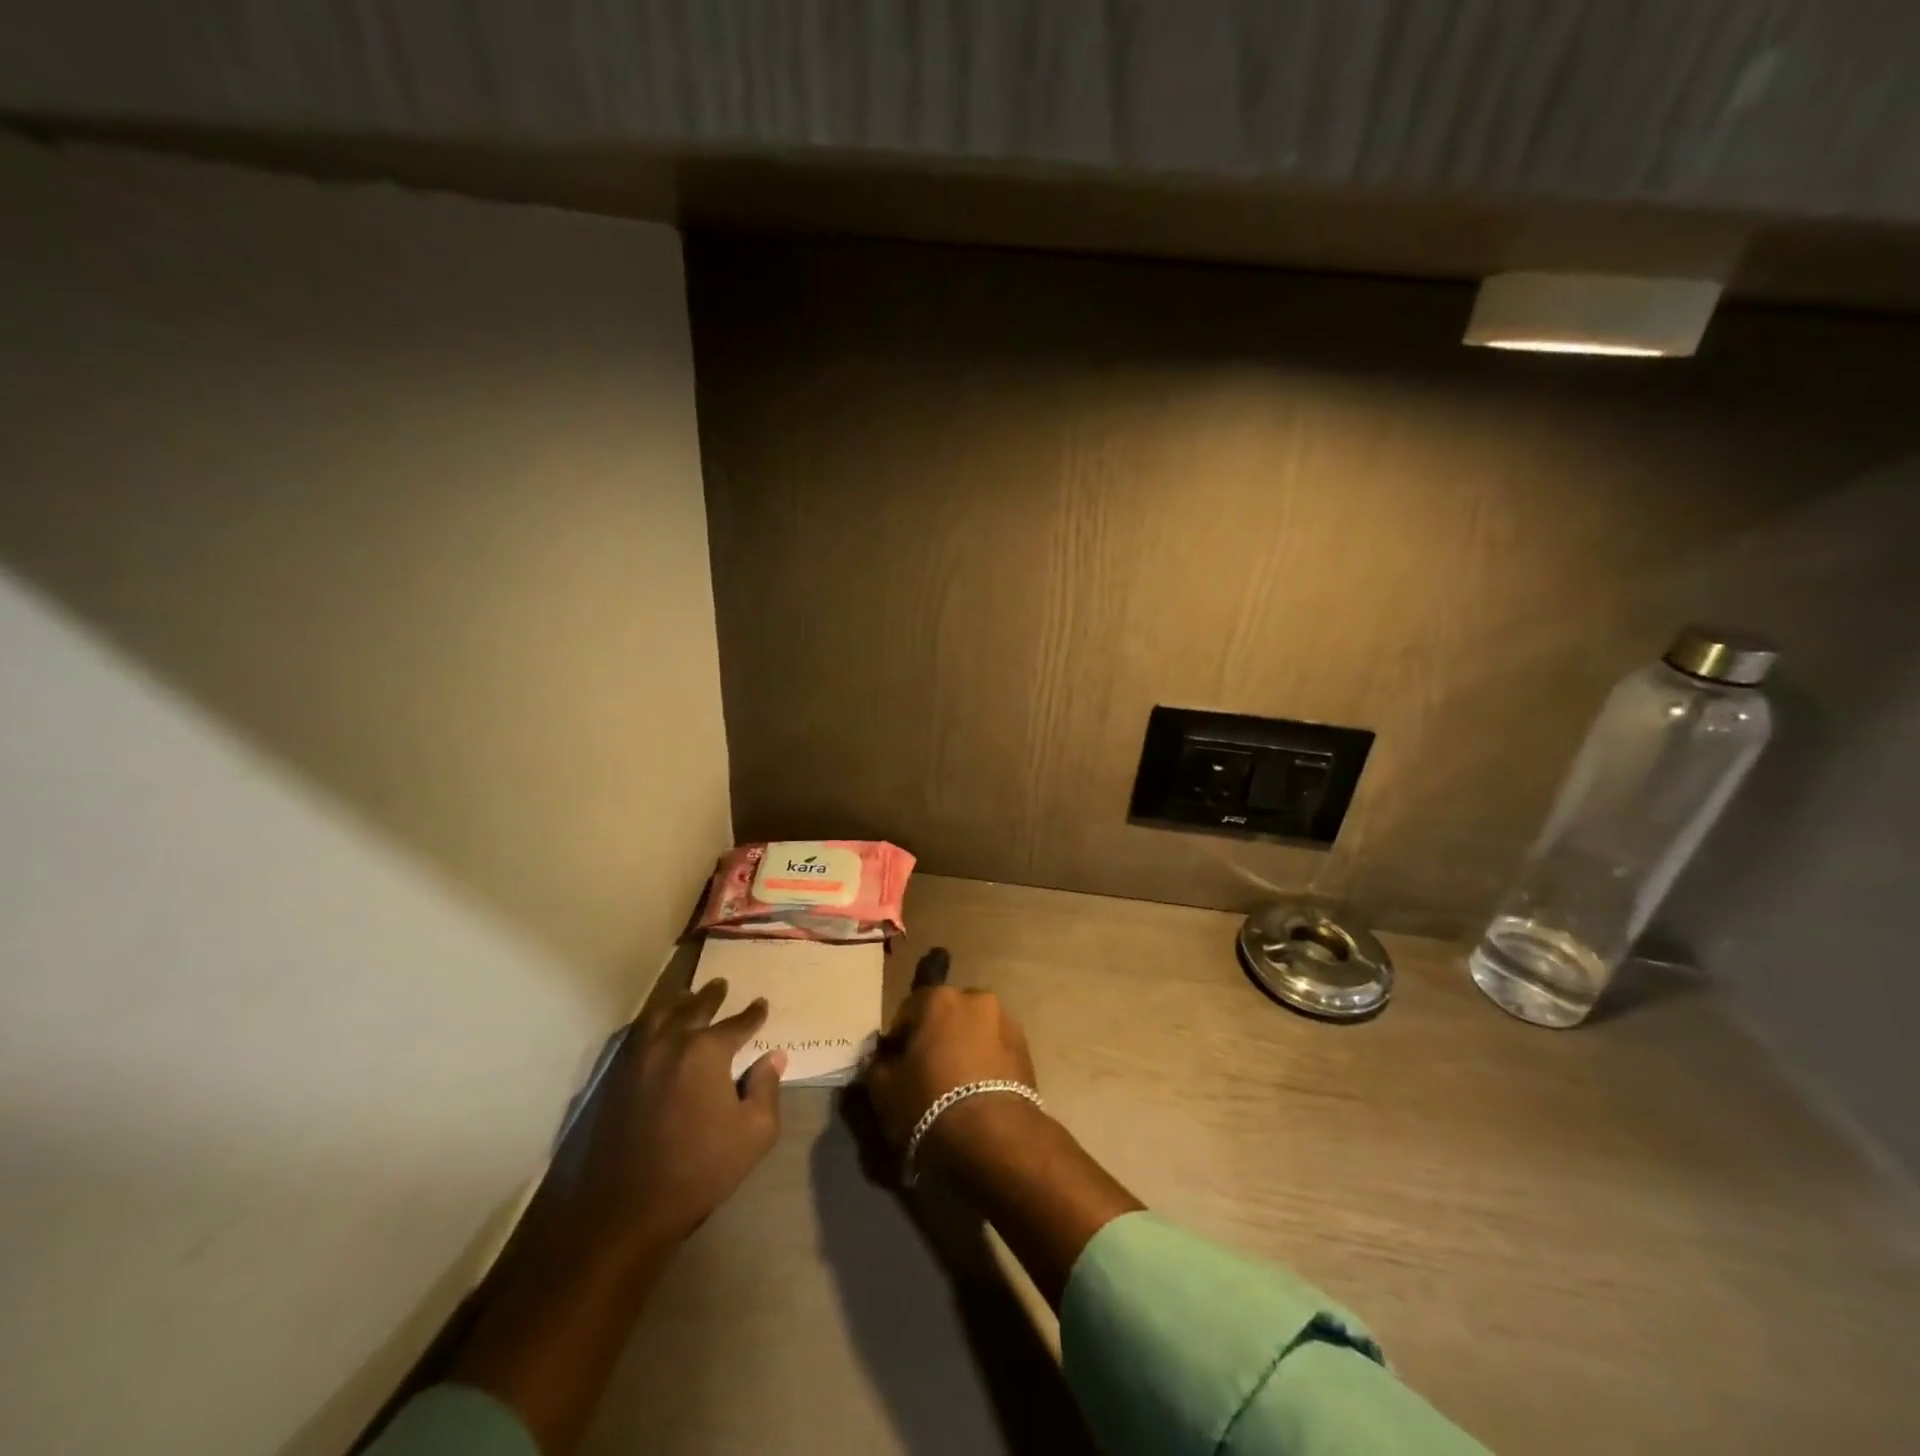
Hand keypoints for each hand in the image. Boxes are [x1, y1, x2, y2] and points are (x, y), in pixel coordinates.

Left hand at [561, 980, 785, 1264]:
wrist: (628, 1208)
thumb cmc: (701, 1168)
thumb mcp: (755, 1132)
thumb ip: (766, 1087)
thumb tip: (773, 1056)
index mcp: (707, 1051)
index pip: (737, 1023)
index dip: (753, 1014)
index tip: (761, 1004)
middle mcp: (671, 1043)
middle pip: (694, 1008)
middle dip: (711, 996)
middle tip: (720, 984)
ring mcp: (638, 1058)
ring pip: (659, 1015)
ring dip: (676, 1002)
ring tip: (685, 996)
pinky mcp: (615, 1078)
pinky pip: (636, 1036)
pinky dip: (651, 1023)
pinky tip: (655, 1028)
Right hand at [861, 984, 1139, 1309]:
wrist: (995, 1137)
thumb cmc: (930, 1104)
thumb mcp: (884, 1090)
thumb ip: (877, 1065)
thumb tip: (881, 1059)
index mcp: (939, 997)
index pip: (907, 1012)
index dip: (899, 1041)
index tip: (896, 1069)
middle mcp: (976, 998)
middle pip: (945, 1017)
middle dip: (935, 1039)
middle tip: (926, 1076)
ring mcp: (1005, 1021)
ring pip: (972, 1032)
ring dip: (962, 1049)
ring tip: (955, 1088)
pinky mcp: (1026, 1048)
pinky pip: (994, 1050)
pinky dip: (984, 1064)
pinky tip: (976, 1094)